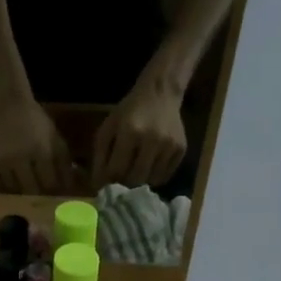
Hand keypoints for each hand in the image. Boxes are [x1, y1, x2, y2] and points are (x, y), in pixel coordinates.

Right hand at [0, 93, 71, 194]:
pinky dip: (4, 185)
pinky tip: (10, 182)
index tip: (55, 190)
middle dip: (38, 193)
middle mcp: (20, 159)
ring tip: (25, 186)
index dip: (53, 189)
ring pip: (13, 189)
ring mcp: (2, 161)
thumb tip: (68, 186)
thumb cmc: (35, 120)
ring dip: (21, 190)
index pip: (49, 183)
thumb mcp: (55, 137)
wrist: (6, 104)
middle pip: (31, 190)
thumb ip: (63, 162)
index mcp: (41, 151)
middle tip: (41, 193)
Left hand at [91, 66, 187, 189]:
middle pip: (135, 179)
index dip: (107, 181)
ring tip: (134, 172)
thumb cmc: (129, 112)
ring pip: (151, 181)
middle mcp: (152, 139)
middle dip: (124, 184)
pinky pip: (165, 176)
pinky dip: (154, 177)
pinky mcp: (181, 149)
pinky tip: (148, 167)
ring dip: (140, 182)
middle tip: (119, 181)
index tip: (104, 184)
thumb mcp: (108, 128)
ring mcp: (169, 145)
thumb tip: (98, 185)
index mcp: (130, 131)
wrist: (160, 94)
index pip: (116, 169)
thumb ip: (100, 156)